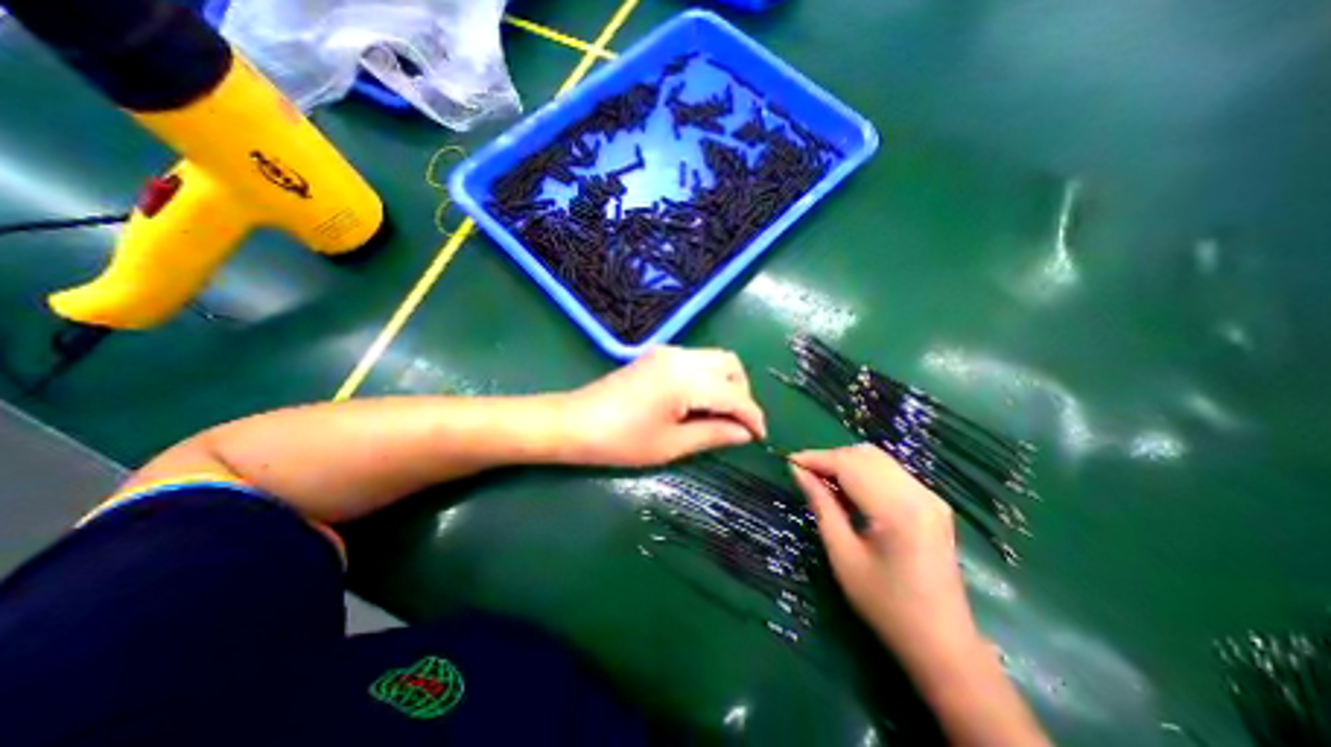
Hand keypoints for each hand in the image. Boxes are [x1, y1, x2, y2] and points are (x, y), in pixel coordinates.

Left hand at [559, 343, 768, 464]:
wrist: (573, 422)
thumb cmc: (620, 440)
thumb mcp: (670, 445)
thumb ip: (713, 434)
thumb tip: (745, 433)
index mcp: (686, 379)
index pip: (734, 394)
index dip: (752, 416)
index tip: (760, 436)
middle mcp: (681, 356)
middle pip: (730, 364)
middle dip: (742, 393)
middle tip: (738, 424)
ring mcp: (667, 352)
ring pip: (714, 359)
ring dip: (726, 383)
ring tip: (720, 416)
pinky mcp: (657, 356)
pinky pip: (696, 361)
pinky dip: (708, 378)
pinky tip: (699, 402)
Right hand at [788, 447, 1050, 743]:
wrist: (943, 644)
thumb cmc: (885, 606)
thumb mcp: (843, 556)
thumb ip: (821, 505)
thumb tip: (798, 471)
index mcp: (898, 510)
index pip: (849, 464)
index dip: (816, 458)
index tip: (789, 461)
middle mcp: (919, 494)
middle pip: (864, 455)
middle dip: (830, 458)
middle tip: (804, 474)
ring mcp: (930, 496)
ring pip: (878, 459)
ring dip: (846, 463)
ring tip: (823, 481)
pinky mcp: (932, 503)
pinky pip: (890, 472)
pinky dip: (863, 472)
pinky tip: (849, 491)